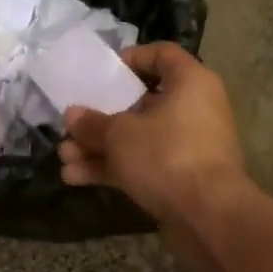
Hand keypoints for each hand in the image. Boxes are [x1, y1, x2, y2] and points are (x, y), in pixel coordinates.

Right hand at [58, 43, 246, 226]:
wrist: (208, 216)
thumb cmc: (166, 155)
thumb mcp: (120, 134)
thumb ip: (92, 123)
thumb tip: (72, 115)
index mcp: (189, 83)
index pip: (162, 55)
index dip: (132, 58)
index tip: (104, 72)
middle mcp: (193, 109)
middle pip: (141, 102)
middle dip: (100, 117)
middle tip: (71, 126)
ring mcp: (188, 145)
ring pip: (137, 138)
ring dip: (99, 147)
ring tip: (64, 158)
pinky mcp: (180, 177)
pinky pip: (143, 163)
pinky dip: (113, 168)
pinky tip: (75, 178)